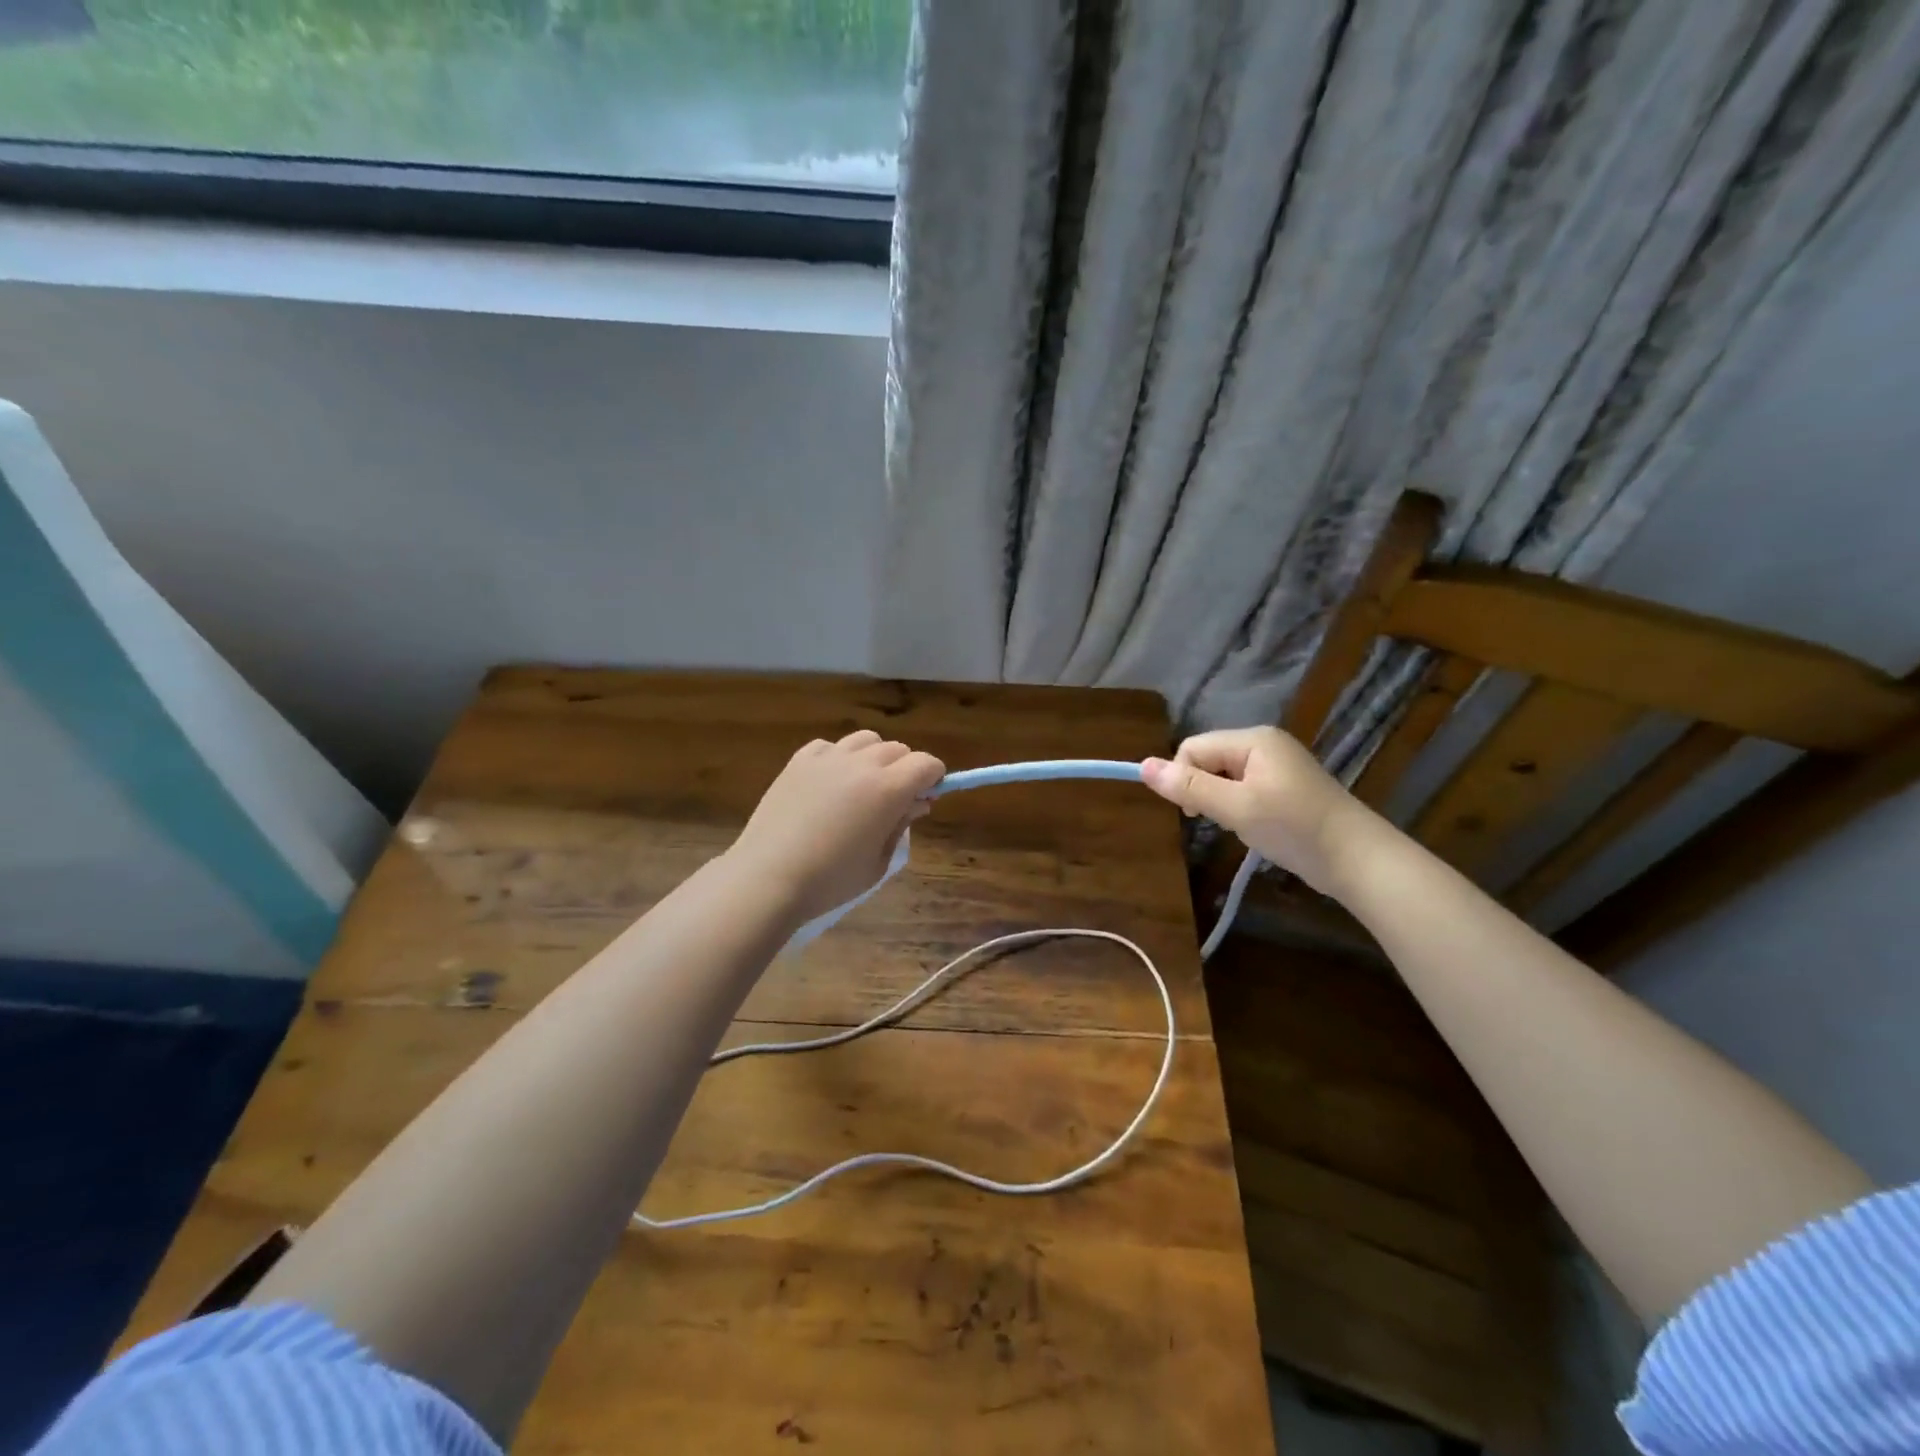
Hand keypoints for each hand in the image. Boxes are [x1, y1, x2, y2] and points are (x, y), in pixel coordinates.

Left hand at [728, 730, 945, 923]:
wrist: (769, 877)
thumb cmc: (831, 880)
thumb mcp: (878, 862)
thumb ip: (900, 826)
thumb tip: (916, 803)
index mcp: (888, 789)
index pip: (927, 763)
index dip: (934, 777)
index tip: (927, 796)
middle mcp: (862, 764)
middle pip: (898, 749)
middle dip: (906, 769)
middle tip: (895, 799)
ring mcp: (828, 758)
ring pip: (866, 740)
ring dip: (874, 757)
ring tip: (863, 785)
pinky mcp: (799, 760)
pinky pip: (831, 746)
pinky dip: (839, 758)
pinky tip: (830, 783)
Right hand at [1141, 727, 1367, 896]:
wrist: (1358, 860)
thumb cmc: (1294, 828)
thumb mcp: (1236, 807)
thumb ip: (1188, 786)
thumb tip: (1142, 766)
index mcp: (1253, 739)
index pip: (1193, 748)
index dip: (1183, 778)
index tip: (1193, 813)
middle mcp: (1264, 744)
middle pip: (1208, 759)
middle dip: (1204, 790)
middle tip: (1221, 821)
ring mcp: (1277, 765)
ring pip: (1224, 777)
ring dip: (1222, 802)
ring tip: (1242, 826)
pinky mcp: (1286, 787)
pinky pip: (1244, 788)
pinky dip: (1240, 808)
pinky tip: (1256, 828)